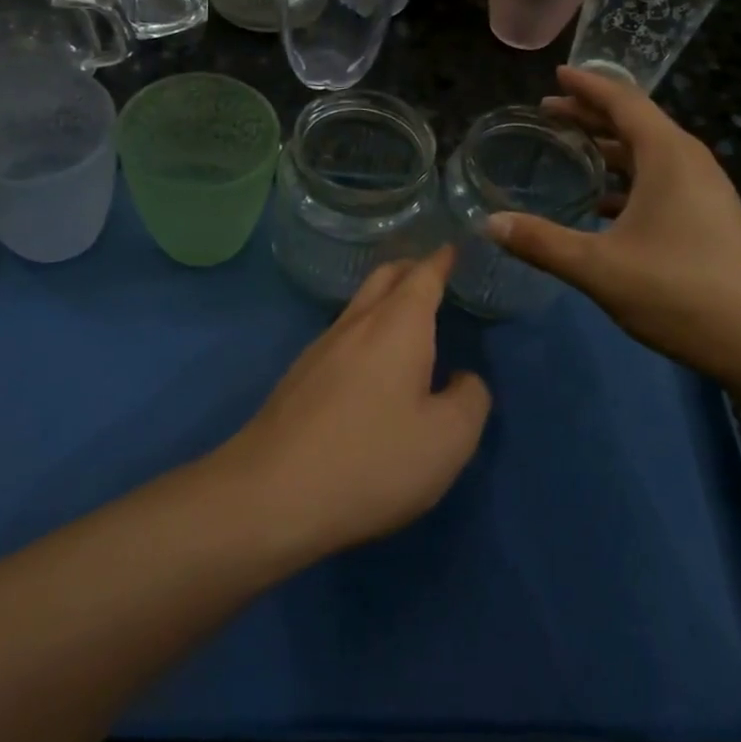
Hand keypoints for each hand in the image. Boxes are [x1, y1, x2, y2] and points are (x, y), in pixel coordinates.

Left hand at [217, 248, 490, 557]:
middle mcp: (356, 324)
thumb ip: (470, 399)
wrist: (270, 495)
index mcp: (398, 326)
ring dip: (385, 298)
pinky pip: (342, 334)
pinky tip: (370, 361)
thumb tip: (463, 379)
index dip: (442, 259)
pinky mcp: (298, 376)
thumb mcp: (448, 440)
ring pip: (359, 305)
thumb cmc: (372, 460)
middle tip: (434, 272)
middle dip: (411, 268)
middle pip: (384, 277)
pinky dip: (366, 329)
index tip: (454, 246)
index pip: (423, 275)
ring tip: (407, 314)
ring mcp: (320, 348)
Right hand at [487, 66, 740, 382]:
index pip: (623, 101)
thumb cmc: (679, 291)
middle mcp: (689, 162)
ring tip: (571, 149)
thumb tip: (489, 223)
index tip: (556, 75)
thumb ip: (542, 242)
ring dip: (609, 148)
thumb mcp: (599, 268)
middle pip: (635, 123)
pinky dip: (627, 179)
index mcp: (667, 155)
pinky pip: (660, 180)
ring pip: (649, 154)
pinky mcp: (708, 217)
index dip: (586, 86)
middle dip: (591, 114)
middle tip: (549, 111)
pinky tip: (602, 204)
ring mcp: (703, 190)